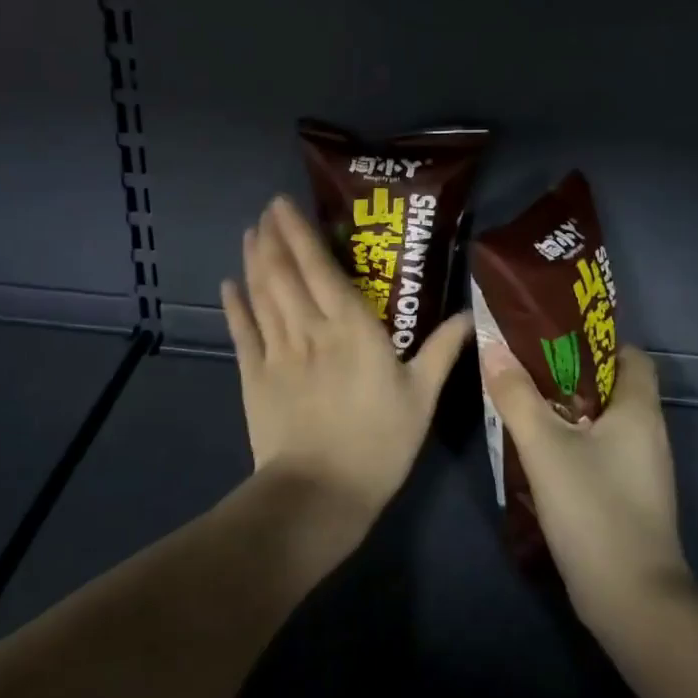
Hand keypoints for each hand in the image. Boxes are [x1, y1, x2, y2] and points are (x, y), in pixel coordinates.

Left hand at [223, 196, 471, 531]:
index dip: (301, 234)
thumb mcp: (422, 398)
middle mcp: (310, 329)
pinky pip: (242, 333)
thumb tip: (469, 314)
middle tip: (267, 211)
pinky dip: (234, 307)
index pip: (321, 269)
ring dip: (254, 262)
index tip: (285, 205)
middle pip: (285, 274)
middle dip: (274, 238)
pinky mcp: (254, 377)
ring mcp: (277, 352)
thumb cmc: (380, 443)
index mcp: (353, 329)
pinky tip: (228, 285)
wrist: (322, 492)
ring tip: (250, 235)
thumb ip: (442, 351)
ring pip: (262, 296)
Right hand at [481, 342, 690, 629]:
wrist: (630, 598)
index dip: (595, 342)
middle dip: (568, 375)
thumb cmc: (593, 508)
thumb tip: (493, 349)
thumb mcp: (545, 447)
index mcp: (639, 410)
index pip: (630, 355)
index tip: (552, 342)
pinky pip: (600, 453)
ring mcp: (641, 469)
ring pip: (602, 423)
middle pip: (612, 387)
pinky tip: (539, 454)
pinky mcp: (629, 498)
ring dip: (566, 412)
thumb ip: (517, 397)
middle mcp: (648, 434)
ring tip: (523, 406)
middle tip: (524, 371)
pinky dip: (573, 445)